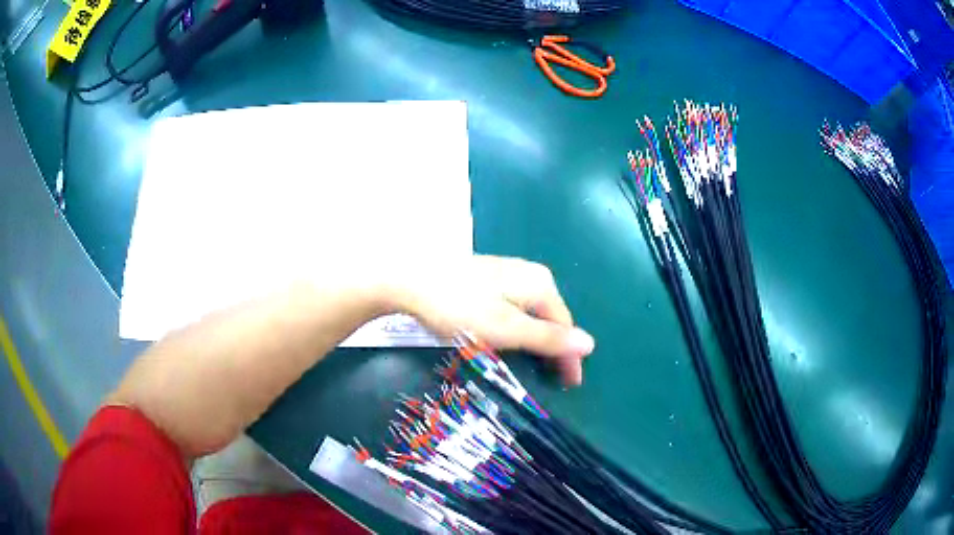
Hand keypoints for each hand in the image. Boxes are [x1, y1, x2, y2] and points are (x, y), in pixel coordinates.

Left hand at [386, 255, 594, 385]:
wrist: (409, 280)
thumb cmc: (460, 308)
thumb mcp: (507, 329)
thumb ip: (548, 339)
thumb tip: (590, 343)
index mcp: (540, 283)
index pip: (566, 326)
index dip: (569, 357)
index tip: (570, 385)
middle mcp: (530, 273)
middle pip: (550, 318)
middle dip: (552, 348)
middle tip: (550, 379)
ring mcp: (507, 273)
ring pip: (531, 313)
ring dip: (535, 340)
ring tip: (532, 365)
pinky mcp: (488, 278)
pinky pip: (514, 308)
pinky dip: (516, 328)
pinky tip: (507, 338)